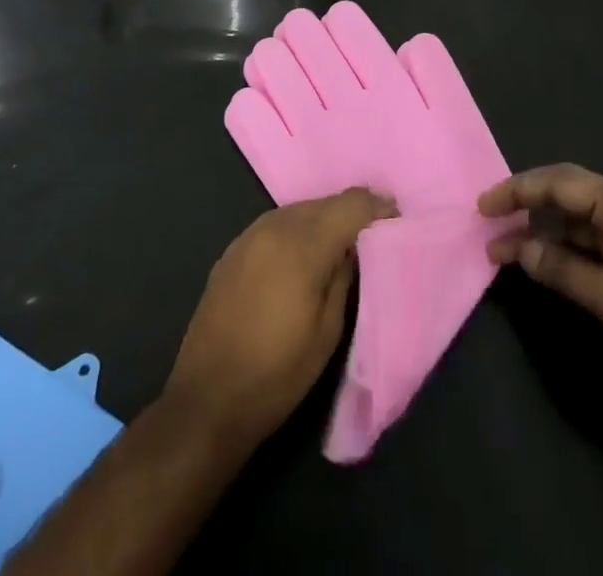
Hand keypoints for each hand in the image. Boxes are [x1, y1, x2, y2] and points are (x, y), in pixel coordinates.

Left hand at [165, 188, 395, 451]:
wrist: (207, 400)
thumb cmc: (277, 374)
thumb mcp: (328, 331)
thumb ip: (345, 276)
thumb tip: (355, 245)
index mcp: (303, 245)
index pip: (351, 204)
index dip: (378, 206)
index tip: (395, 218)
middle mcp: (275, 226)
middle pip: (325, 202)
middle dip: (351, 213)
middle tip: (371, 234)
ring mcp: (249, 234)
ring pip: (300, 210)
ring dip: (323, 220)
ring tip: (339, 246)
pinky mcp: (233, 249)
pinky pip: (277, 224)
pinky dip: (297, 231)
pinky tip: (302, 257)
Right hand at [481, 164, 602, 400]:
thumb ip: (561, 270)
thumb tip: (519, 250)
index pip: (558, 183)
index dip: (517, 191)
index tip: (482, 207)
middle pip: (565, 194)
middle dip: (525, 206)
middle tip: (487, 221)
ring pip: (576, 222)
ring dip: (542, 234)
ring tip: (503, 251)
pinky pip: (590, 244)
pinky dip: (563, 252)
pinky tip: (541, 265)